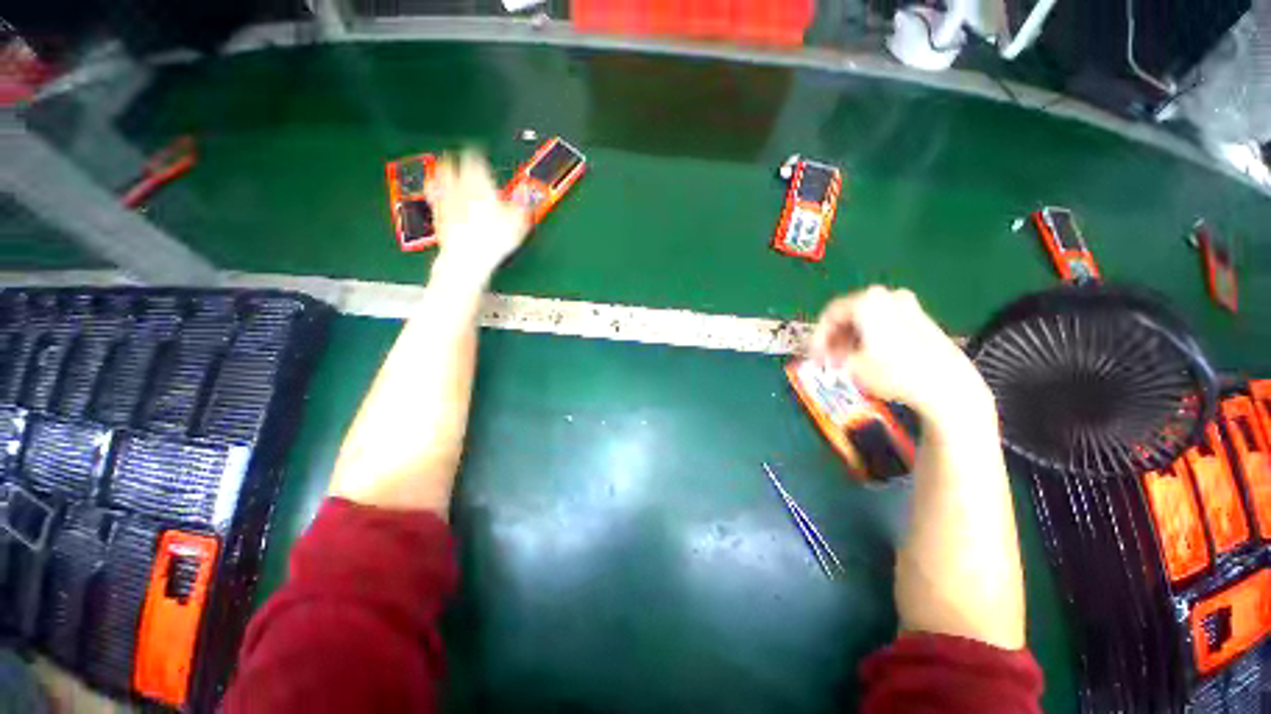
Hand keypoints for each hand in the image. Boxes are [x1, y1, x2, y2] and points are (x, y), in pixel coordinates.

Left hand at [426, 151, 530, 282]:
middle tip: (458, 160)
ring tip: (446, 174)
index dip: (478, 155)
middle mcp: (458, 187)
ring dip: (442, 174)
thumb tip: (526, 190)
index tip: (480, 155)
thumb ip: (522, 203)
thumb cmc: (493, 239)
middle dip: (455, 161)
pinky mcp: (437, 216)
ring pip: (439, 179)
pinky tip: (440, 199)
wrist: (467, 256)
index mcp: (478, 183)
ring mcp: (445, 201)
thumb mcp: (518, 222)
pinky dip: (437, 195)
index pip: (475, 159)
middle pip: (451, 165)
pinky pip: (434, 199)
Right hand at [809, 286, 993, 424]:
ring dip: (849, 339)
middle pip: (847, 315)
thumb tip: (825, 354)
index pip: (829, 314)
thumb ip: (831, 354)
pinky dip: (867, 337)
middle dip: (833, 338)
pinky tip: (865, 357)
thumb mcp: (851, 365)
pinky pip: (880, 323)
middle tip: (826, 360)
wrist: (946, 383)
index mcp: (866, 301)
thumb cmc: (893, 371)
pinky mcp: (918, 318)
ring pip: (863, 319)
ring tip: (845, 362)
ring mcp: (905, 304)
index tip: (813, 356)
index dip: (817, 336)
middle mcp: (885, 296)